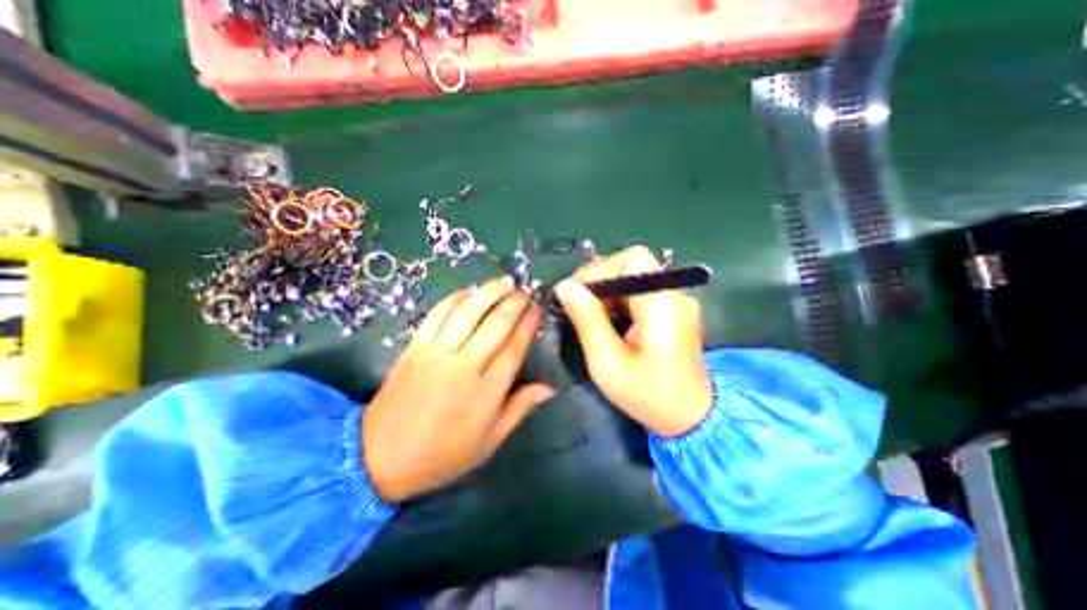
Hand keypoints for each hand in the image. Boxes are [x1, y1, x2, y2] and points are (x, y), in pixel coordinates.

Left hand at [364, 277, 555, 499]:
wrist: (380, 457)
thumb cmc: (444, 454)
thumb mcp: (490, 440)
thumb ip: (520, 408)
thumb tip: (550, 387)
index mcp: (487, 391)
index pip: (515, 347)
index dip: (528, 324)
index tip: (537, 309)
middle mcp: (465, 366)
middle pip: (495, 324)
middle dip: (514, 303)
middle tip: (525, 291)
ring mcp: (436, 353)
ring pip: (467, 313)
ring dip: (488, 292)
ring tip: (505, 281)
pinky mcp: (414, 347)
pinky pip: (437, 315)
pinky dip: (455, 298)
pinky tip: (469, 290)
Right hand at [560, 247, 715, 437]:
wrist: (691, 419)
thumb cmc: (648, 395)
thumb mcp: (608, 362)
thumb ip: (587, 320)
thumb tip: (564, 286)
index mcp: (662, 304)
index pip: (633, 259)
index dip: (601, 270)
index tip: (577, 295)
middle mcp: (674, 295)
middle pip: (632, 266)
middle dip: (601, 282)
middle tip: (580, 308)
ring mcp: (677, 303)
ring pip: (634, 279)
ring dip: (608, 293)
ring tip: (592, 319)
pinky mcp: (674, 312)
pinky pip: (641, 293)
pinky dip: (620, 302)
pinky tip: (610, 324)